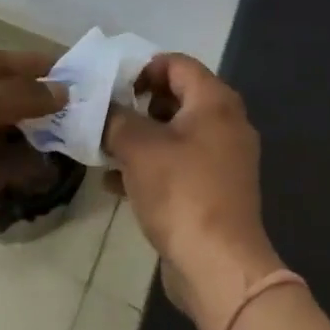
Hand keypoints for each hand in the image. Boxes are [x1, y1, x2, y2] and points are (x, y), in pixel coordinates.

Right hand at [104, 55, 284, 329]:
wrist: (219, 266)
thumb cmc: (181, 192)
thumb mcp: (137, 147)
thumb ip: (115, 118)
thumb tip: (103, 108)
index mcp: (214, 101)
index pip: (178, 63)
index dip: (143, 68)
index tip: (113, 86)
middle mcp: (226, 123)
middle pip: (177, 97)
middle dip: (138, 105)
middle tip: (107, 115)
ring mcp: (225, 159)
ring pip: (176, 133)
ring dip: (141, 137)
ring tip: (105, 149)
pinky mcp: (217, 190)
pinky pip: (180, 164)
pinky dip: (152, 165)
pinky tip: (115, 183)